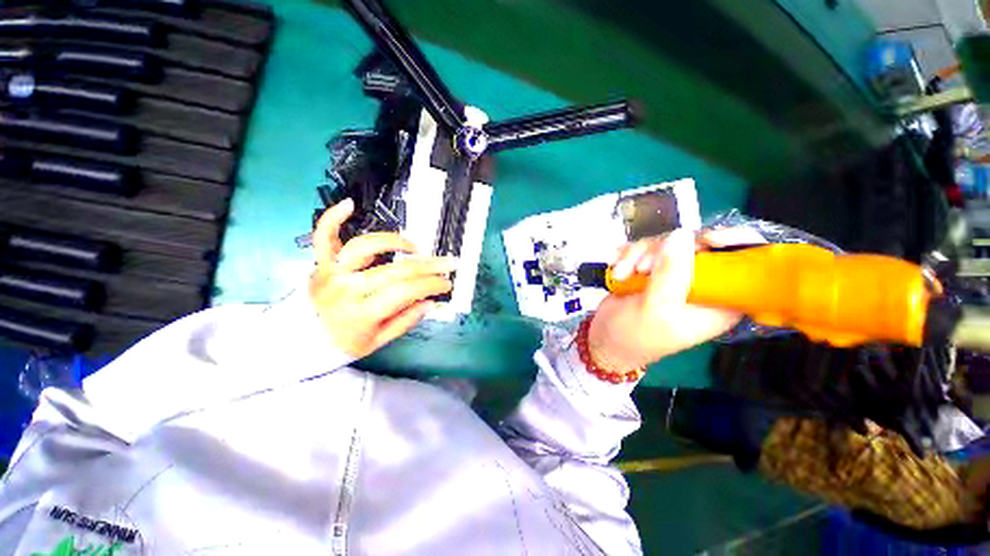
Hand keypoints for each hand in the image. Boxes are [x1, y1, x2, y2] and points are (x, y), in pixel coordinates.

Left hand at [309, 198, 455, 357]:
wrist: (302, 339)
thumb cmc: (343, 342)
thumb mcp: (378, 341)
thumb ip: (405, 321)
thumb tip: (430, 302)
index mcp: (361, 313)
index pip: (406, 292)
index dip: (431, 285)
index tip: (447, 284)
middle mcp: (346, 288)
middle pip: (396, 270)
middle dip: (429, 266)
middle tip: (448, 263)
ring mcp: (332, 271)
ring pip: (366, 246)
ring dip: (395, 242)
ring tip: (414, 247)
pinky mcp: (321, 262)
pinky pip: (324, 236)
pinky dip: (334, 218)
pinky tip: (350, 205)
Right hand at [588, 227, 763, 369]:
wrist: (604, 339)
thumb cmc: (634, 336)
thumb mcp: (655, 309)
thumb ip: (670, 274)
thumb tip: (681, 235)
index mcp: (718, 301)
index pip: (742, 265)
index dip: (733, 245)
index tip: (708, 240)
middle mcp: (700, 284)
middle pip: (698, 244)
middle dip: (663, 251)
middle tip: (642, 268)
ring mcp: (674, 273)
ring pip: (665, 242)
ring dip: (637, 255)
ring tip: (622, 274)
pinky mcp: (651, 268)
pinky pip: (644, 247)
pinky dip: (627, 255)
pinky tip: (617, 270)